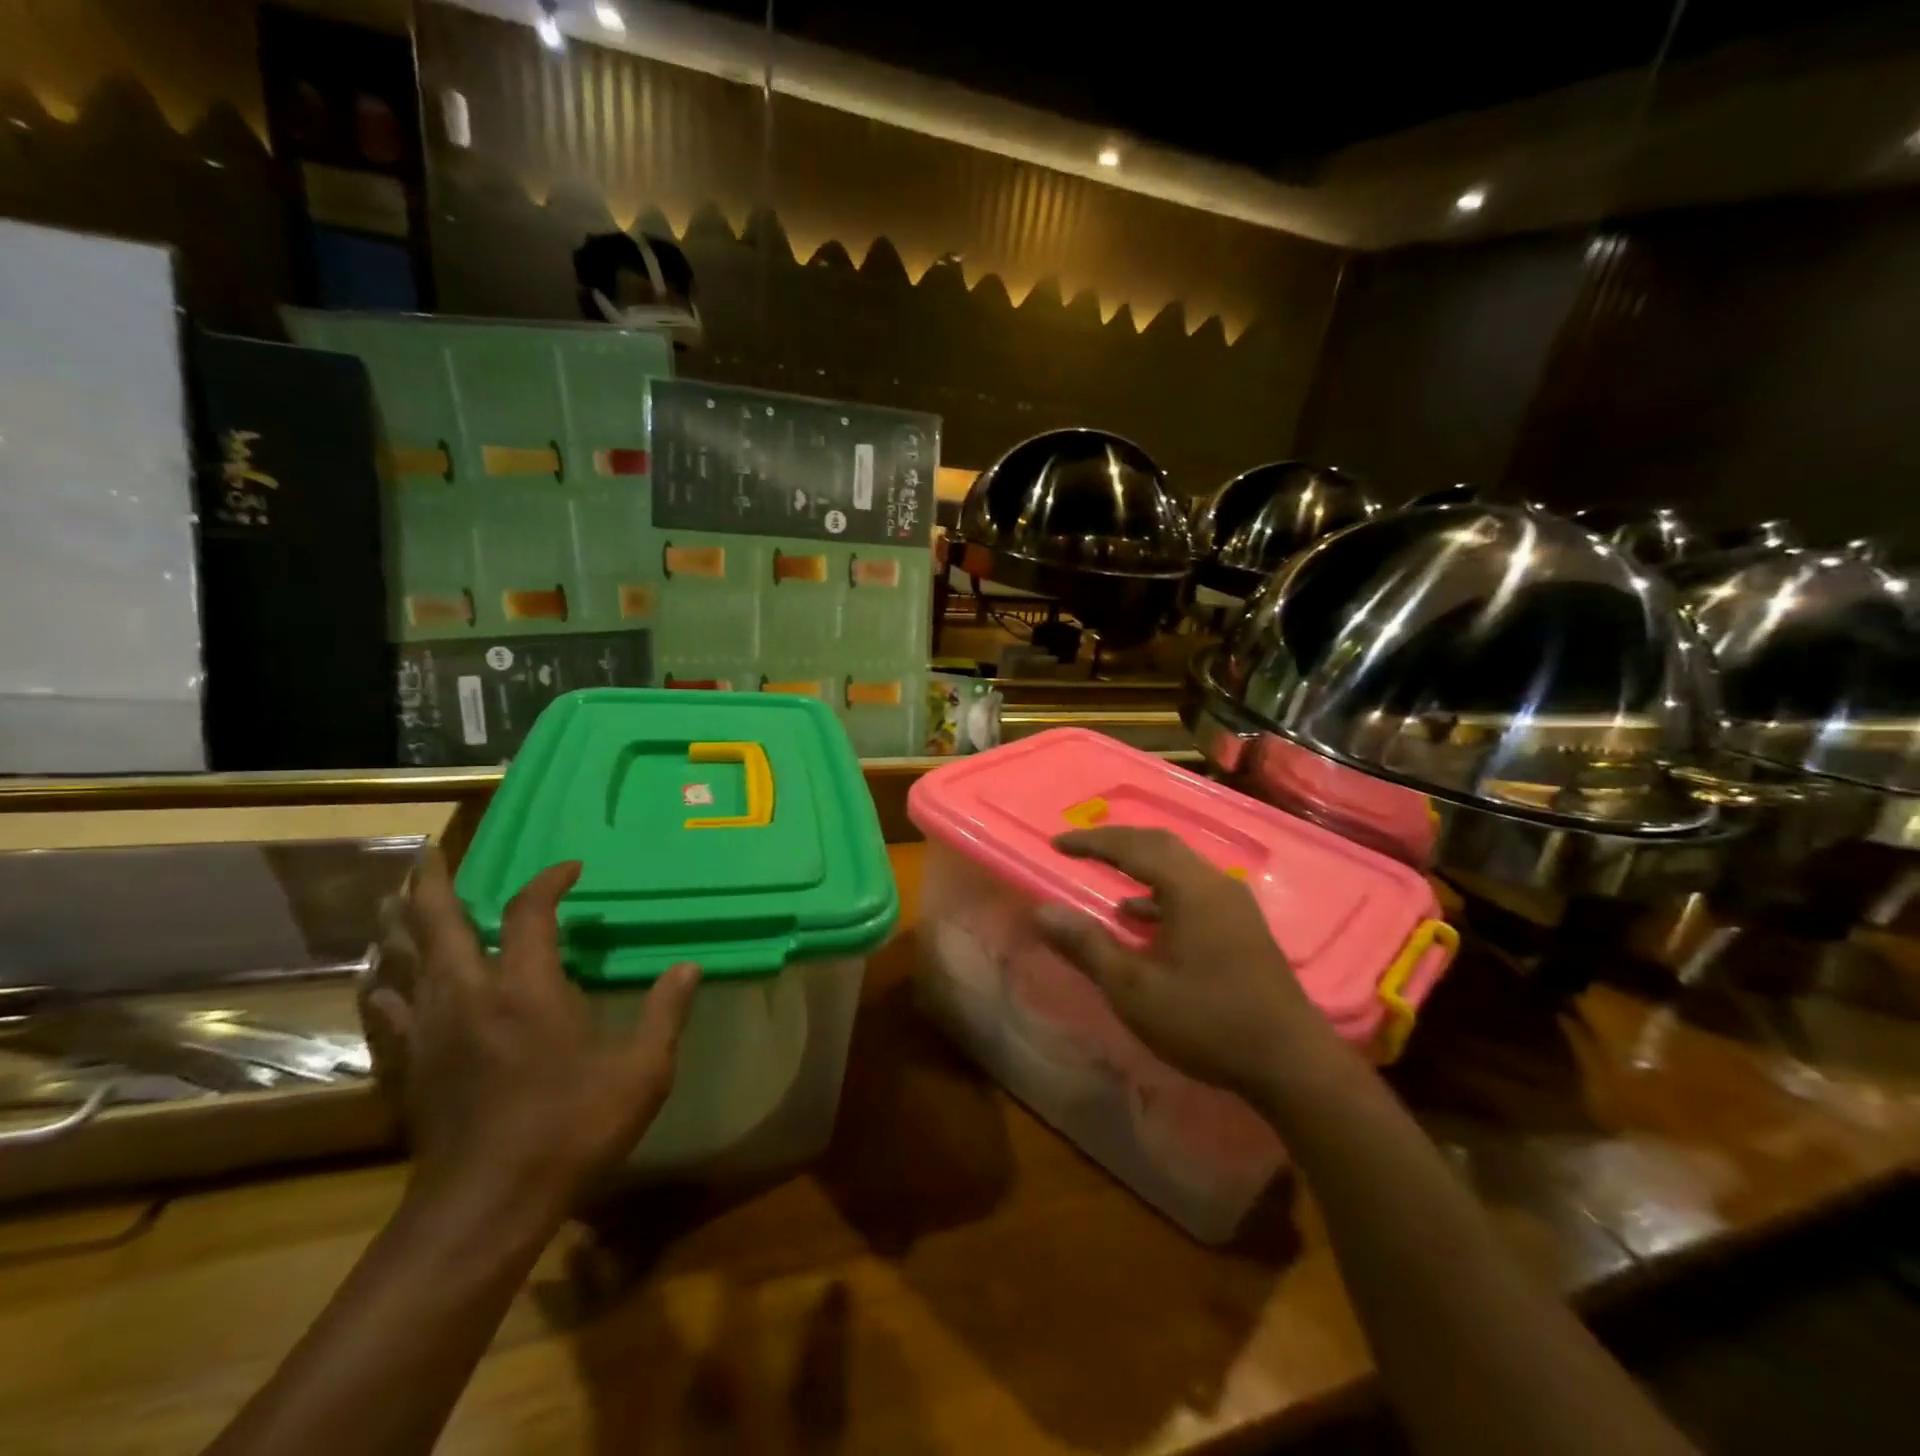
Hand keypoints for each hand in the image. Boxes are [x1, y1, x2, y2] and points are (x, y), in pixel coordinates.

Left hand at [361, 851, 700, 1217]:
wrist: (485, 1207)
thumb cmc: (571, 1130)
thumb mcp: (641, 1073)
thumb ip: (665, 1013)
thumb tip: (691, 967)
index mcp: (527, 988)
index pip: (531, 912)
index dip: (549, 881)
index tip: (570, 870)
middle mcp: (469, 995)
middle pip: (439, 923)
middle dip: (436, 883)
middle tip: (431, 854)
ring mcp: (430, 1030)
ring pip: (400, 960)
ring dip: (398, 924)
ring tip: (394, 899)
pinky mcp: (407, 1066)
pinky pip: (385, 1010)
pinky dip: (382, 984)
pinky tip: (378, 980)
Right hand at [1031, 826, 1335, 1096]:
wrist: (1290, 1063)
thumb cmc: (1206, 1021)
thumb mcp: (1134, 989)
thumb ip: (1087, 946)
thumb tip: (1042, 911)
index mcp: (1189, 888)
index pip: (1132, 847)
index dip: (1091, 842)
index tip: (1056, 844)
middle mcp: (1214, 883)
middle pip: (1160, 844)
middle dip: (1117, 843)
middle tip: (1080, 848)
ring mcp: (1234, 904)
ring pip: (1179, 866)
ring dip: (1140, 865)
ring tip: (1106, 877)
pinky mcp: (1243, 926)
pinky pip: (1193, 890)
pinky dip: (1161, 892)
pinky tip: (1141, 919)